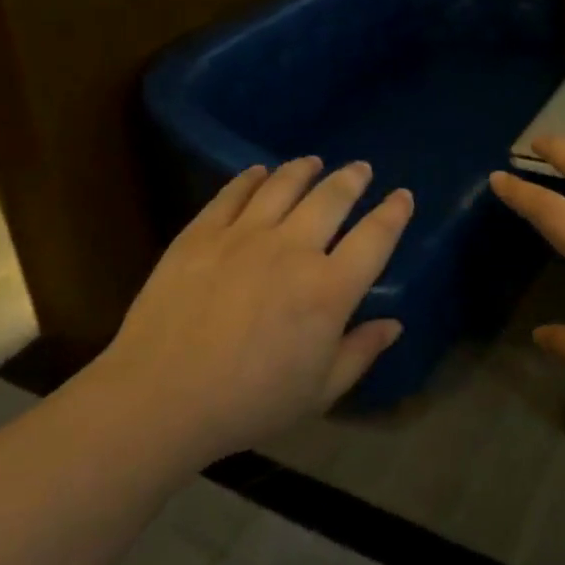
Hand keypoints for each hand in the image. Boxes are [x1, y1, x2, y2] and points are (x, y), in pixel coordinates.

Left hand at [93, 157, 412, 459]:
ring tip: (313, 162)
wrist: (161, 397)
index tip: (403, 196)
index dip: (393, 213)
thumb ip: (360, 352)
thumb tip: (394, 324)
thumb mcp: (319, 392)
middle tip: (360, 169)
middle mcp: (292, 249)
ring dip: (304, 169)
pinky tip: (258, 172)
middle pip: (331, 198)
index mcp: (328, 290)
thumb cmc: (249, 403)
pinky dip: (251, 178)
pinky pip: (233, 193)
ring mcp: (243, 235)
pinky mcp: (201, 233)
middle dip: (352, 179)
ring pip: (283, 185)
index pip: (375, 238)